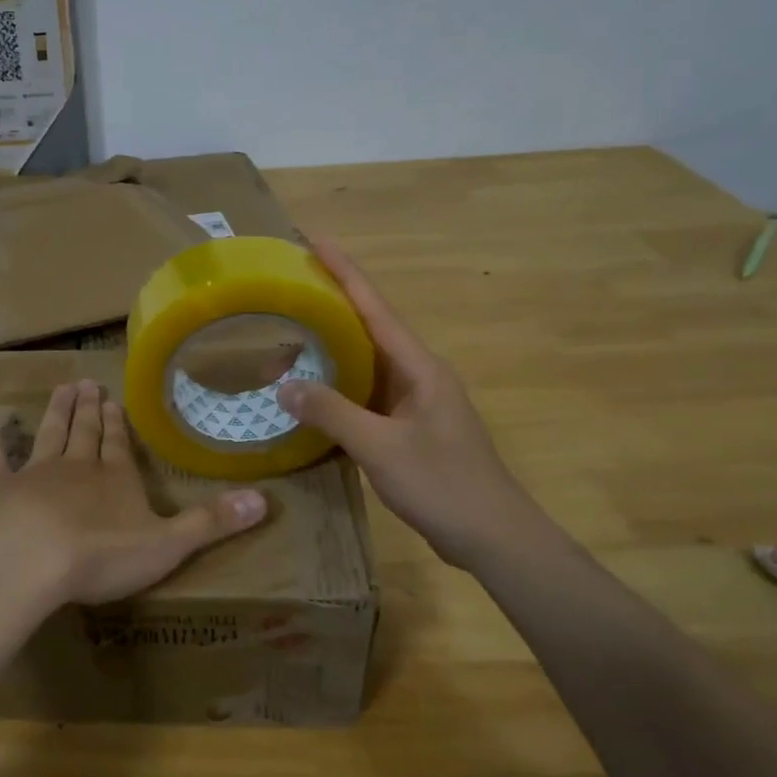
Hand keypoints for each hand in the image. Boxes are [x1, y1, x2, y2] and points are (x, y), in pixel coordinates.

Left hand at [0, 379, 267, 617]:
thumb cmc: (100, 555)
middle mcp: (76, 467)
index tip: (112, 399)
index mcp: (115, 480)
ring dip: (55, 412)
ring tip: (61, 387)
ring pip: (48, 435)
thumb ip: (213, 523)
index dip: (117, 424)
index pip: (119, 446)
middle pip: (84, 434)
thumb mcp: (168, 544)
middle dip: (88, 411)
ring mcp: (33, 474)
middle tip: (85, 384)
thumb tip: (267, 500)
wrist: (29, 562)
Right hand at [276, 236, 548, 570]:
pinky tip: (314, 392)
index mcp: (419, 368)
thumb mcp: (380, 447)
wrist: (492, 536)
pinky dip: (340, 387)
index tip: (316, 240)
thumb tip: (285, 385)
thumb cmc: (442, 484)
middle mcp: (419, 376)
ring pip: (368, 364)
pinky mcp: (410, 429)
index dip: (345, 273)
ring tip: (293, 330)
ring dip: (334, 348)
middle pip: (370, 328)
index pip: (375, 308)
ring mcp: (416, 403)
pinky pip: (368, 395)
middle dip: (334, 303)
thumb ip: (332, 413)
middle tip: (292, 286)